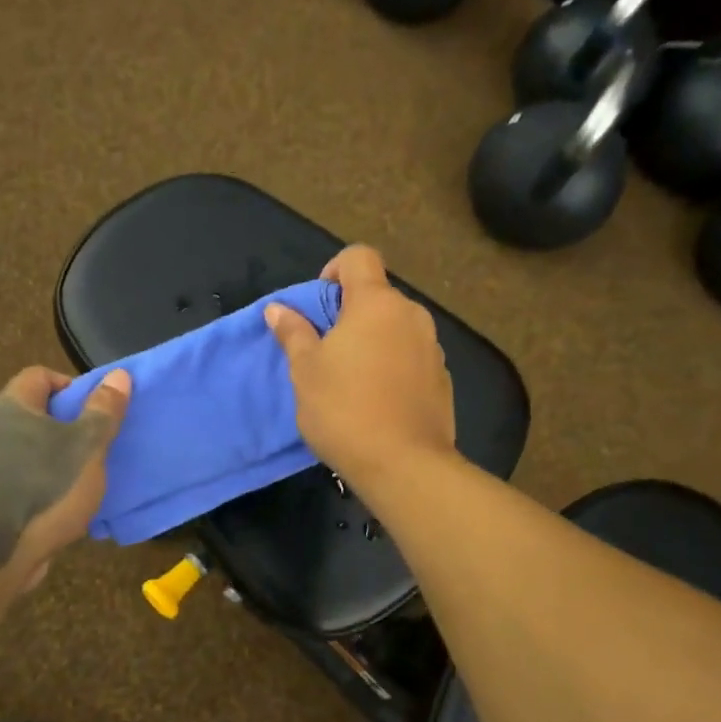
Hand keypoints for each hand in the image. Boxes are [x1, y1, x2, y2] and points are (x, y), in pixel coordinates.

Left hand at [0, 366, 131, 590]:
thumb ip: (104, 409)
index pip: (41, 375)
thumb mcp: (87, 445)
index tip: (97, 409)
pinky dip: (53, 480)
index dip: (72, 385)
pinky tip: (75, 498)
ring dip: (66, 455)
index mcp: (13, 405)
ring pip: (38, 446)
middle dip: (74, 422)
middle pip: (40, 411)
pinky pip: (31, 475)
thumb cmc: (47, 487)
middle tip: (101, 439)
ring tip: (94, 470)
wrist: (0, 552)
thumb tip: (119, 374)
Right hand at [265, 246, 455, 492]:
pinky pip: (412, 357)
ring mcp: (433, 347)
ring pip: (396, 328)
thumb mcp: (305, 371)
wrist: (404, 464)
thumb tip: (278, 308)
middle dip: (351, 313)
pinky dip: (394, 365)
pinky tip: (379, 401)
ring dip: (374, 340)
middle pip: (378, 295)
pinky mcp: (443, 378)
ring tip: (352, 379)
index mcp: (376, 303)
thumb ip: (293, 333)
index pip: (358, 257)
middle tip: (327, 350)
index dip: (335, 269)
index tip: (320, 304)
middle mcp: (411, 315)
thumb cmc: (344, 409)